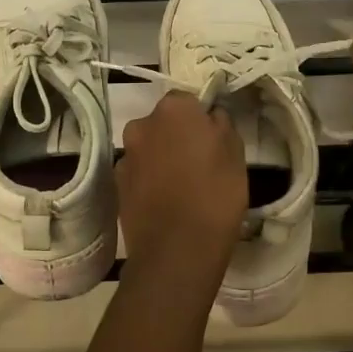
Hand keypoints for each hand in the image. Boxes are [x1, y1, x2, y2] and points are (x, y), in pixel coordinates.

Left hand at [117, 91, 247, 274]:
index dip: (201, 119)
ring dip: (162, 158)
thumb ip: (221, 124)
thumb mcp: (236, 153)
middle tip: (200, 163)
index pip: (188, 101)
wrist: (178, 250)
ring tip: (183, 187)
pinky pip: (139, 173)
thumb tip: (210, 116)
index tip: (213, 140)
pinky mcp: (116, 185)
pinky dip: (150, 180)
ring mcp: (125, 156)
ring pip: (149, 148)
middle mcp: (142, 125)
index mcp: (173, 109)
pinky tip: (166, 202)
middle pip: (163, 123)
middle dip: (177, 136)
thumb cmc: (215, 195)